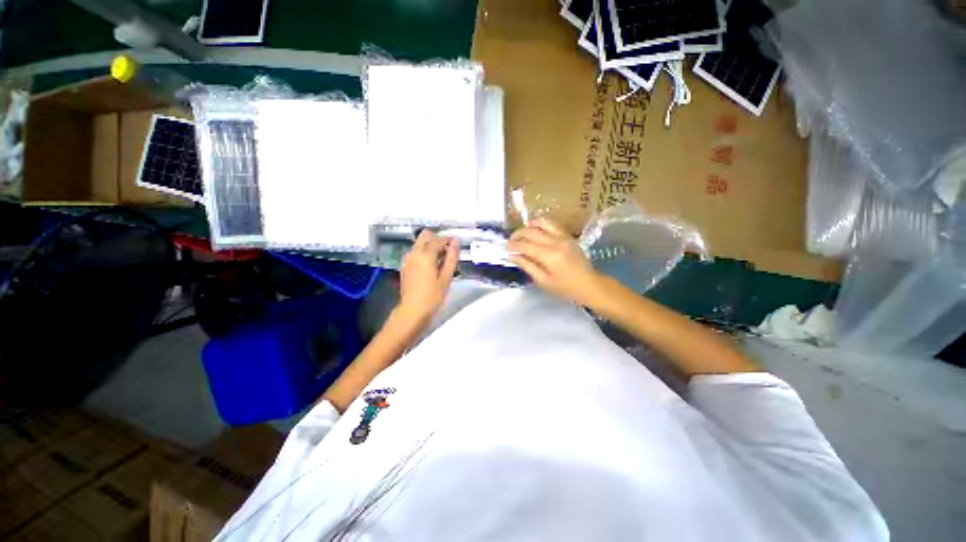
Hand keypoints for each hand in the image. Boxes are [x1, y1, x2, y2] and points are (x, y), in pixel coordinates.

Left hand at [398, 230, 458, 322]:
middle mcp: (414, 253)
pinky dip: (424, 253)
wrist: (413, 310)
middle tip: (447, 251)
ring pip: (419, 243)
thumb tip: (455, 242)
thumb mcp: (446, 277)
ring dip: (430, 246)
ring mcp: (407, 259)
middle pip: (425, 235)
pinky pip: (415, 252)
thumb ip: (452, 257)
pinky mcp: (404, 265)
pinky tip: (431, 266)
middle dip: (437, 239)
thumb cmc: (433, 296)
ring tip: (441, 260)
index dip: (449, 240)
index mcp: (425, 255)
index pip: (439, 239)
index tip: (456, 244)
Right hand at [508, 218, 604, 305]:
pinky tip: (535, 228)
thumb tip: (512, 256)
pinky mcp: (568, 236)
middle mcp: (555, 242)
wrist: (590, 285)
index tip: (506, 249)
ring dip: (529, 226)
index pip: (525, 245)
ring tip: (522, 233)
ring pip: (542, 223)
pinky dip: (541, 224)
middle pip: (531, 232)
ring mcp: (563, 237)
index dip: (513, 246)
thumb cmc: (566, 288)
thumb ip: (527, 266)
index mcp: (548, 255)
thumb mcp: (543, 281)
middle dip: (518, 235)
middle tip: (511, 242)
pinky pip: (552, 224)